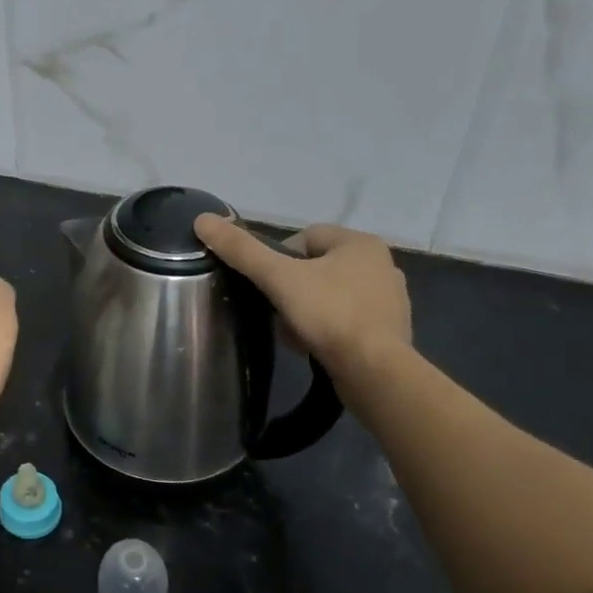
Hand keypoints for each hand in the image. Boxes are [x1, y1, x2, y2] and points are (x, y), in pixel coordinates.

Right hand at [194, 216, 410, 372]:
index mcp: (360, 244)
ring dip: (307, 310)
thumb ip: (241, 250)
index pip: (304, 238)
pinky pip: (346, 320)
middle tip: (276, 310)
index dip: (278, 259)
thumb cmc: (329, 315)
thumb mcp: (278, 278)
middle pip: (316, 268)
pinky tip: (314, 346)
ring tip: (293, 332)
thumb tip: (202, 219)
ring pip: (330, 295)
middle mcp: (382, 265)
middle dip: (292, 288)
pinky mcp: (389, 331)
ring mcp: (390, 300)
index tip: (267, 285)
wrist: (375, 372)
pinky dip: (327, 329)